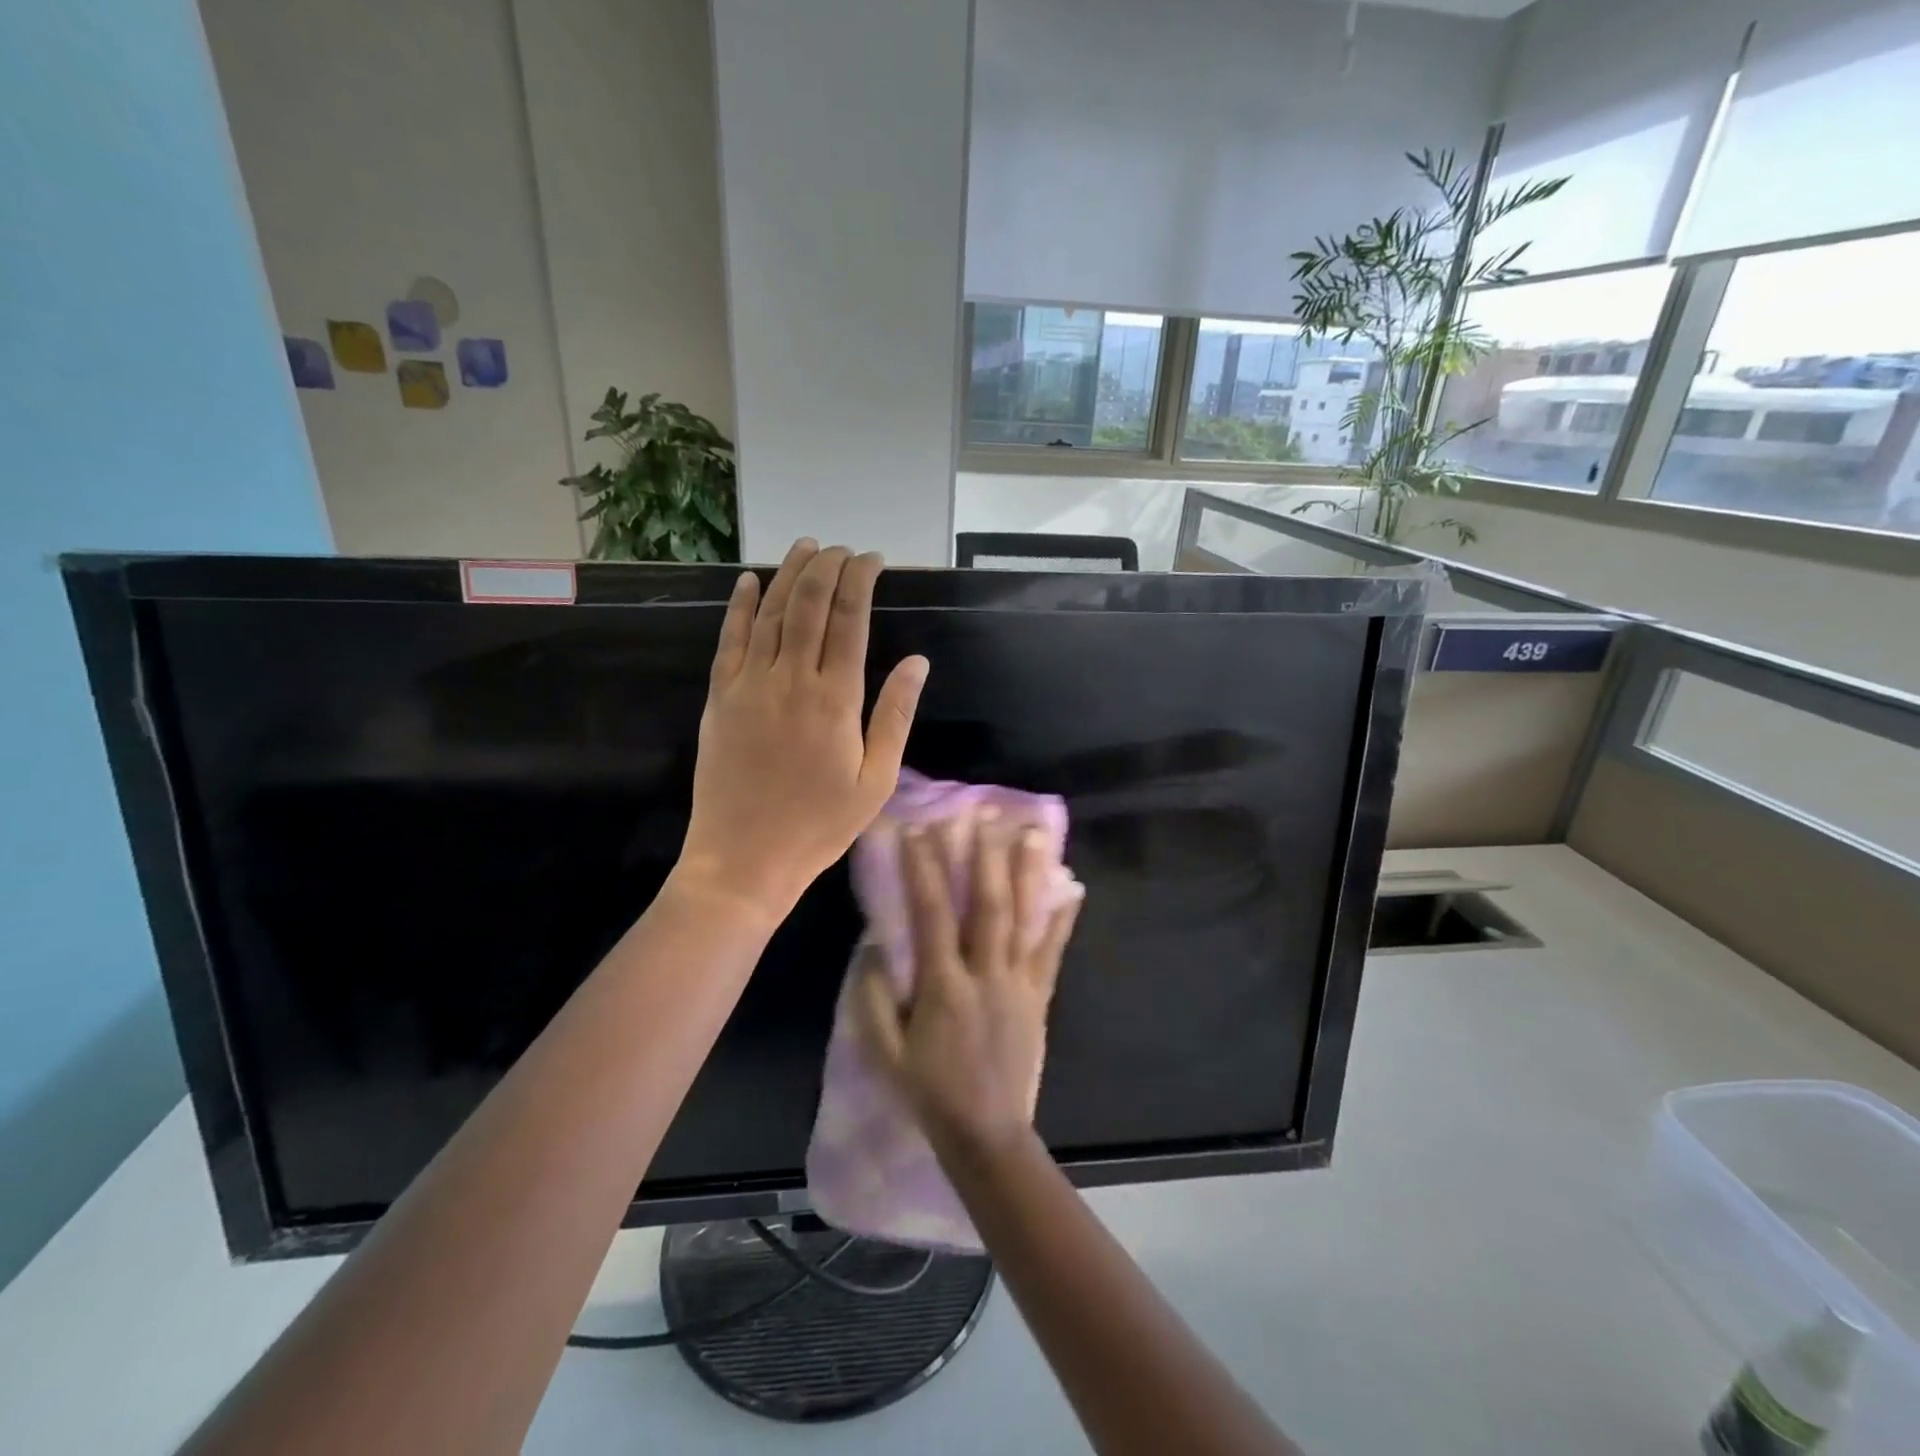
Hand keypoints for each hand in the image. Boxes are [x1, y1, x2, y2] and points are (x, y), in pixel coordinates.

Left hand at [674, 539, 928, 920]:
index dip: (861, 581)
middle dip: (827, 568)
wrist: (744, 858)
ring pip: (771, 613)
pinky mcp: (720, 697)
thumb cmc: (818, 825)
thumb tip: (917, 661)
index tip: (872, 559)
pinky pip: (729, 639)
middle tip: (842, 549)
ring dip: (789, 574)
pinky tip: (750, 580)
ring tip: (805, 547)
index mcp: (836, 700)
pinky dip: (740, 605)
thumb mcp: (875, 781)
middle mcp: (791, 679)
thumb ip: (895, 717)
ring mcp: (750, 685)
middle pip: (809, 605)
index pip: (850, 620)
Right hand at [857, 815, 1083, 1161]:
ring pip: (1024, 920)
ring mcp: (1018, 984)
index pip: (932, 915)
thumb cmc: (929, 1093)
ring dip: (1027, 874)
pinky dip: (1063, 918)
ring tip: (1032, 833)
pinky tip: (1073, 889)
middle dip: (982, 856)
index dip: (923, 870)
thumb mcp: (885, 1053)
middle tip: (982, 814)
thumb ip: (874, 999)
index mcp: (943, 987)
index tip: (917, 830)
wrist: (987, 1135)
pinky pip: (1052, 952)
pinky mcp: (1039, 997)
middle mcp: (985, 975)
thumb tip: (877, 946)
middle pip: (986, 906)